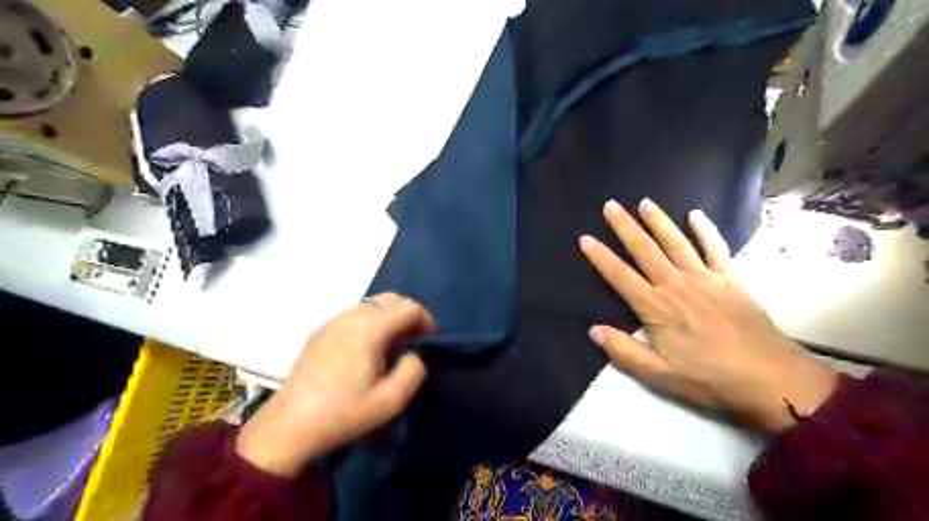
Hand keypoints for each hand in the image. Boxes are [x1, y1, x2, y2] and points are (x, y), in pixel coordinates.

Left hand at [236, 294, 431, 475]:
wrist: (289, 426)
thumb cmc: (343, 414)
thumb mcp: (390, 402)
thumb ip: (413, 372)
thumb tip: (413, 354)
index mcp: (369, 330)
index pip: (407, 307)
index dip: (424, 318)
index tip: (430, 337)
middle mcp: (350, 317)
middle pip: (389, 299)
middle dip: (408, 312)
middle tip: (414, 337)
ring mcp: (332, 322)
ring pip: (370, 304)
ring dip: (389, 316)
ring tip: (394, 342)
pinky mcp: (320, 331)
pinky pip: (354, 314)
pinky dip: (370, 320)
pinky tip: (368, 346)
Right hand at [578, 197, 839, 431]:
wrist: (771, 379)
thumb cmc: (709, 379)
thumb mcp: (659, 375)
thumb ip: (624, 351)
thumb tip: (594, 330)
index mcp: (656, 308)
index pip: (620, 276)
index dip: (601, 257)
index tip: (585, 238)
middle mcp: (677, 285)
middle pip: (645, 250)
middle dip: (625, 227)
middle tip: (610, 205)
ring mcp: (705, 279)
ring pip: (676, 243)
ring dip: (659, 221)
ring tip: (645, 202)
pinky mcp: (731, 279)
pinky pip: (715, 248)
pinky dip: (705, 231)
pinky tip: (696, 215)